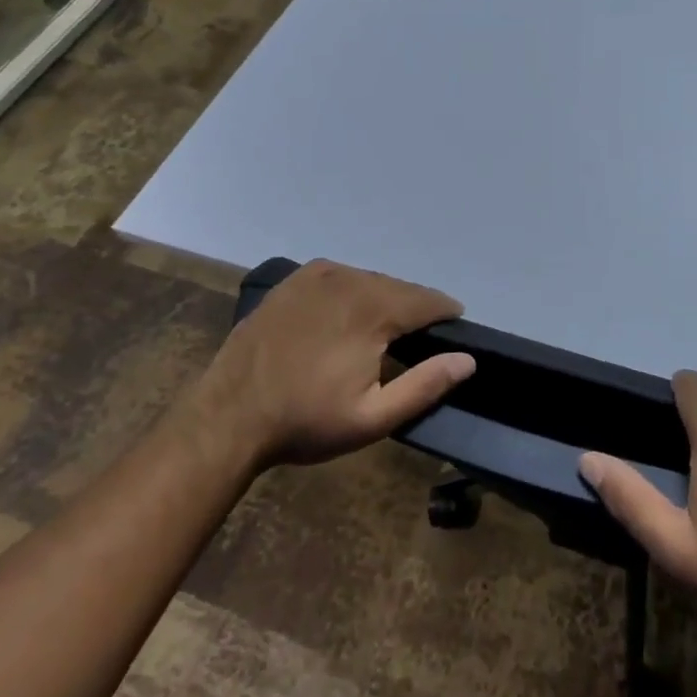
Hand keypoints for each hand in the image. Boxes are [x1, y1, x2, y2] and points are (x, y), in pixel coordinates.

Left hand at [194, 259, 473, 469]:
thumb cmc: (306, 421)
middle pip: (400, 288)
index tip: (454, 329)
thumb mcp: (372, 417)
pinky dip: (354, 292)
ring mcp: (318, 275)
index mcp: (373, 308)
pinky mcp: (294, 280)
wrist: (228, 416)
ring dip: (384, 300)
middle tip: (418, 339)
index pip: (428, 300)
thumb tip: (468, 359)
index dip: (446, 313)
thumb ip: (425, 385)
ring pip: (370, 280)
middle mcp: (350, 279)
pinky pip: (341, 277)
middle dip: (414, 310)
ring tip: (385, 330)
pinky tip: (348, 316)